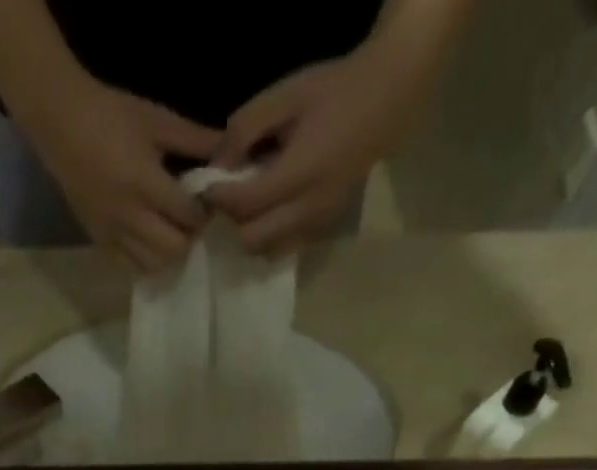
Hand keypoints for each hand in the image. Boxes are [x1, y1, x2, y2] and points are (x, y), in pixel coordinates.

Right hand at [16, 79, 220, 273]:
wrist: (62, 125)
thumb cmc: (111, 116)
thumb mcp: (156, 120)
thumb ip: (194, 139)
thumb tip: (228, 153)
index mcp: (145, 182)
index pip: (187, 214)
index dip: (204, 212)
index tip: (207, 201)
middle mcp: (129, 216)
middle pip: (174, 248)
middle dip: (189, 236)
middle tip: (191, 220)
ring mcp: (113, 233)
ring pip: (153, 264)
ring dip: (169, 253)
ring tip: (172, 232)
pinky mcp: (100, 242)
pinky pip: (130, 267)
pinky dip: (147, 261)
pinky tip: (151, 243)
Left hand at [205, 51, 406, 256]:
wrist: (387, 99)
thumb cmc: (334, 91)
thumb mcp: (285, 95)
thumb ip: (245, 129)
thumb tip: (216, 165)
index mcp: (300, 173)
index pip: (245, 203)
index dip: (219, 197)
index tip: (209, 184)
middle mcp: (309, 208)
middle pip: (251, 239)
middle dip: (233, 220)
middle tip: (230, 195)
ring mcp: (318, 223)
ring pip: (266, 251)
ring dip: (250, 233)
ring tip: (250, 204)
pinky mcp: (323, 229)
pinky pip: (284, 247)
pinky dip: (268, 237)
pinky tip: (269, 211)